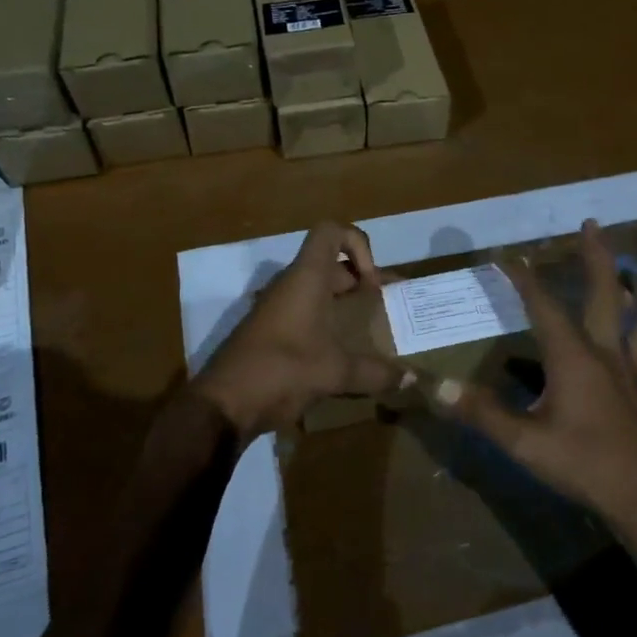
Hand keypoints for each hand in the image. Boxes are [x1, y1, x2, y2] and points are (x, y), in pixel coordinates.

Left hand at [194, 221, 402, 441]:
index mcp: (307, 278)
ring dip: (344, 304)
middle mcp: (291, 285)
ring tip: (370, 330)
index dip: (358, 245)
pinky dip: (327, 324)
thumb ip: (376, 373)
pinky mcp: (270, 333)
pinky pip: (305, 315)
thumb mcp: (336, 372)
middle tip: (386, 306)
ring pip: (317, 291)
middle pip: (330, 265)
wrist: (224, 403)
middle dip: (361, 281)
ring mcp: (277, 309)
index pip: (331, 232)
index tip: (372, 283)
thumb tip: (412, 379)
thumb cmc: (283, 370)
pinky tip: (342, 354)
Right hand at [437, 220, 636, 605]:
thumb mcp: (523, 441)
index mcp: (573, 357)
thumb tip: (435, 387)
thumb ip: (481, 412)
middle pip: (606, 294)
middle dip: (598, 256)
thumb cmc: (581, 464)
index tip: (508, 257)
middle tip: (593, 225)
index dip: (524, 280)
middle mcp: (608, 353)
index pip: (544, 306)